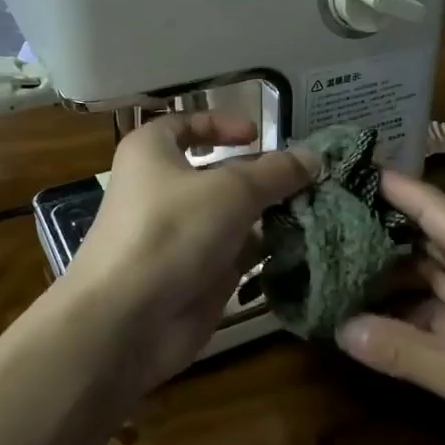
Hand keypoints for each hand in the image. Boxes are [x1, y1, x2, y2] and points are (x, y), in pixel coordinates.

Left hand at [65, 113, 316, 387]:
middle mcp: (163, 189)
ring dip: (270, 214)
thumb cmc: (171, 232)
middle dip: (262, 176)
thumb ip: (276, 172)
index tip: (258, 135)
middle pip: (218, 174)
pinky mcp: (195, 274)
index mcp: (152, 153)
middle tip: (309, 178)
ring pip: (232, 216)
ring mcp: (179, 235)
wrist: (126, 321)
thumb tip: (313, 157)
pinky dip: (265, 250)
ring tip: (318, 210)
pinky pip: (236, 253)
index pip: (185, 124)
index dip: (221, 124)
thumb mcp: (231, 190)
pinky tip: (301, 246)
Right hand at [337, 170, 444, 444]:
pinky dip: (404, 310)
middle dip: (377, 229)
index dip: (388, 186)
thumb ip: (401, 351)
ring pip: (428, 274)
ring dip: (387, 273)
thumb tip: (338, 328)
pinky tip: (367, 313)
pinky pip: (436, 308)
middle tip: (322, 220)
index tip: (342, 170)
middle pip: (424, 236)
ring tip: (333, 263)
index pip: (429, 206)